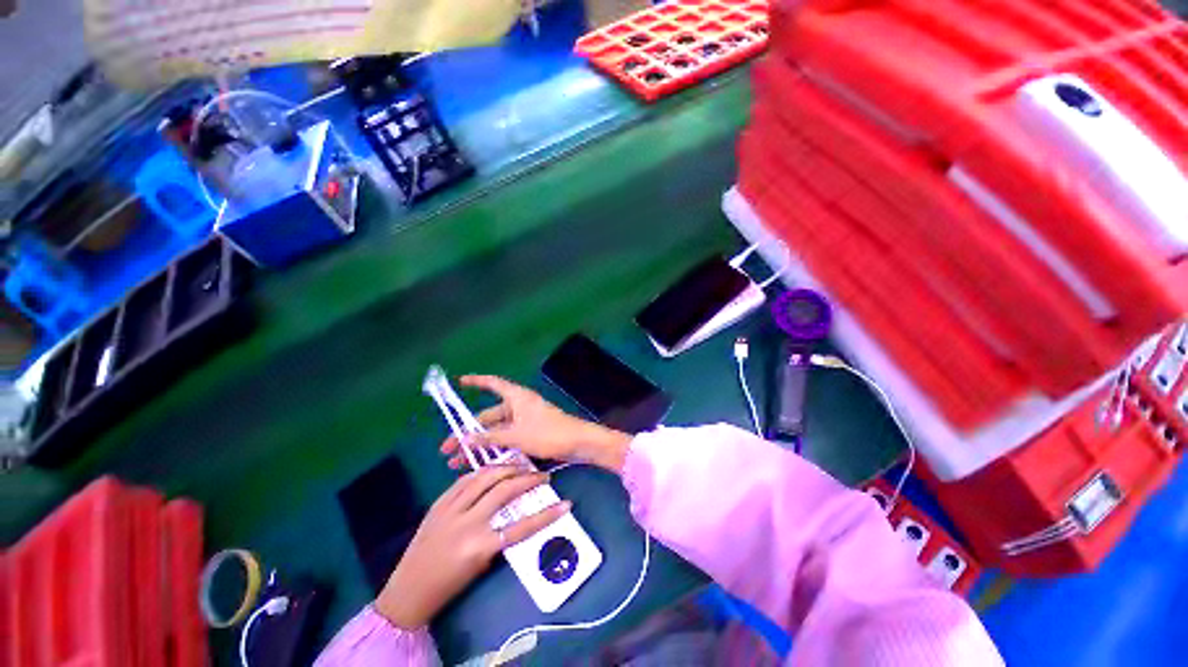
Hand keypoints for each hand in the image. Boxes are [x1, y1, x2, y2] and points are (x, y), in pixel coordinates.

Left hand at [375, 466, 570, 629]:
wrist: (408, 590)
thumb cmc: (449, 584)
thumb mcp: (481, 565)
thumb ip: (499, 538)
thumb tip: (516, 514)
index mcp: (479, 546)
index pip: (522, 526)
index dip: (546, 515)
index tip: (565, 503)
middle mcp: (467, 523)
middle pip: (505, 491)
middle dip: (528, 479)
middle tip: (542, 476)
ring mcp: (451, 509)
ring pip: (485, 477)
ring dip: (507, 468)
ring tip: (520, 466)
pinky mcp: (439, 503)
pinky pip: (465, 479)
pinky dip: (483, 472)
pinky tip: (493, 470)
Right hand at [440, 375, 631, 472]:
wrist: (578, 443)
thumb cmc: (548, 433)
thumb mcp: (516, 436)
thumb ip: (490, 437)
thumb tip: (464, 439)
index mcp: (517, 397)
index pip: (493, 383)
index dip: (476, 381)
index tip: (460, 381)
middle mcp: (519, 405)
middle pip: (489, 416)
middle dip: (469, 432)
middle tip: (447, 450)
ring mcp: (525, 420)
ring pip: (497, 430)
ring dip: (480, 444)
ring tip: (459, 462)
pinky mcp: (531, 433)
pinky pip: (508, 438)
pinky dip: (495, 448)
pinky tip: (483, 463)